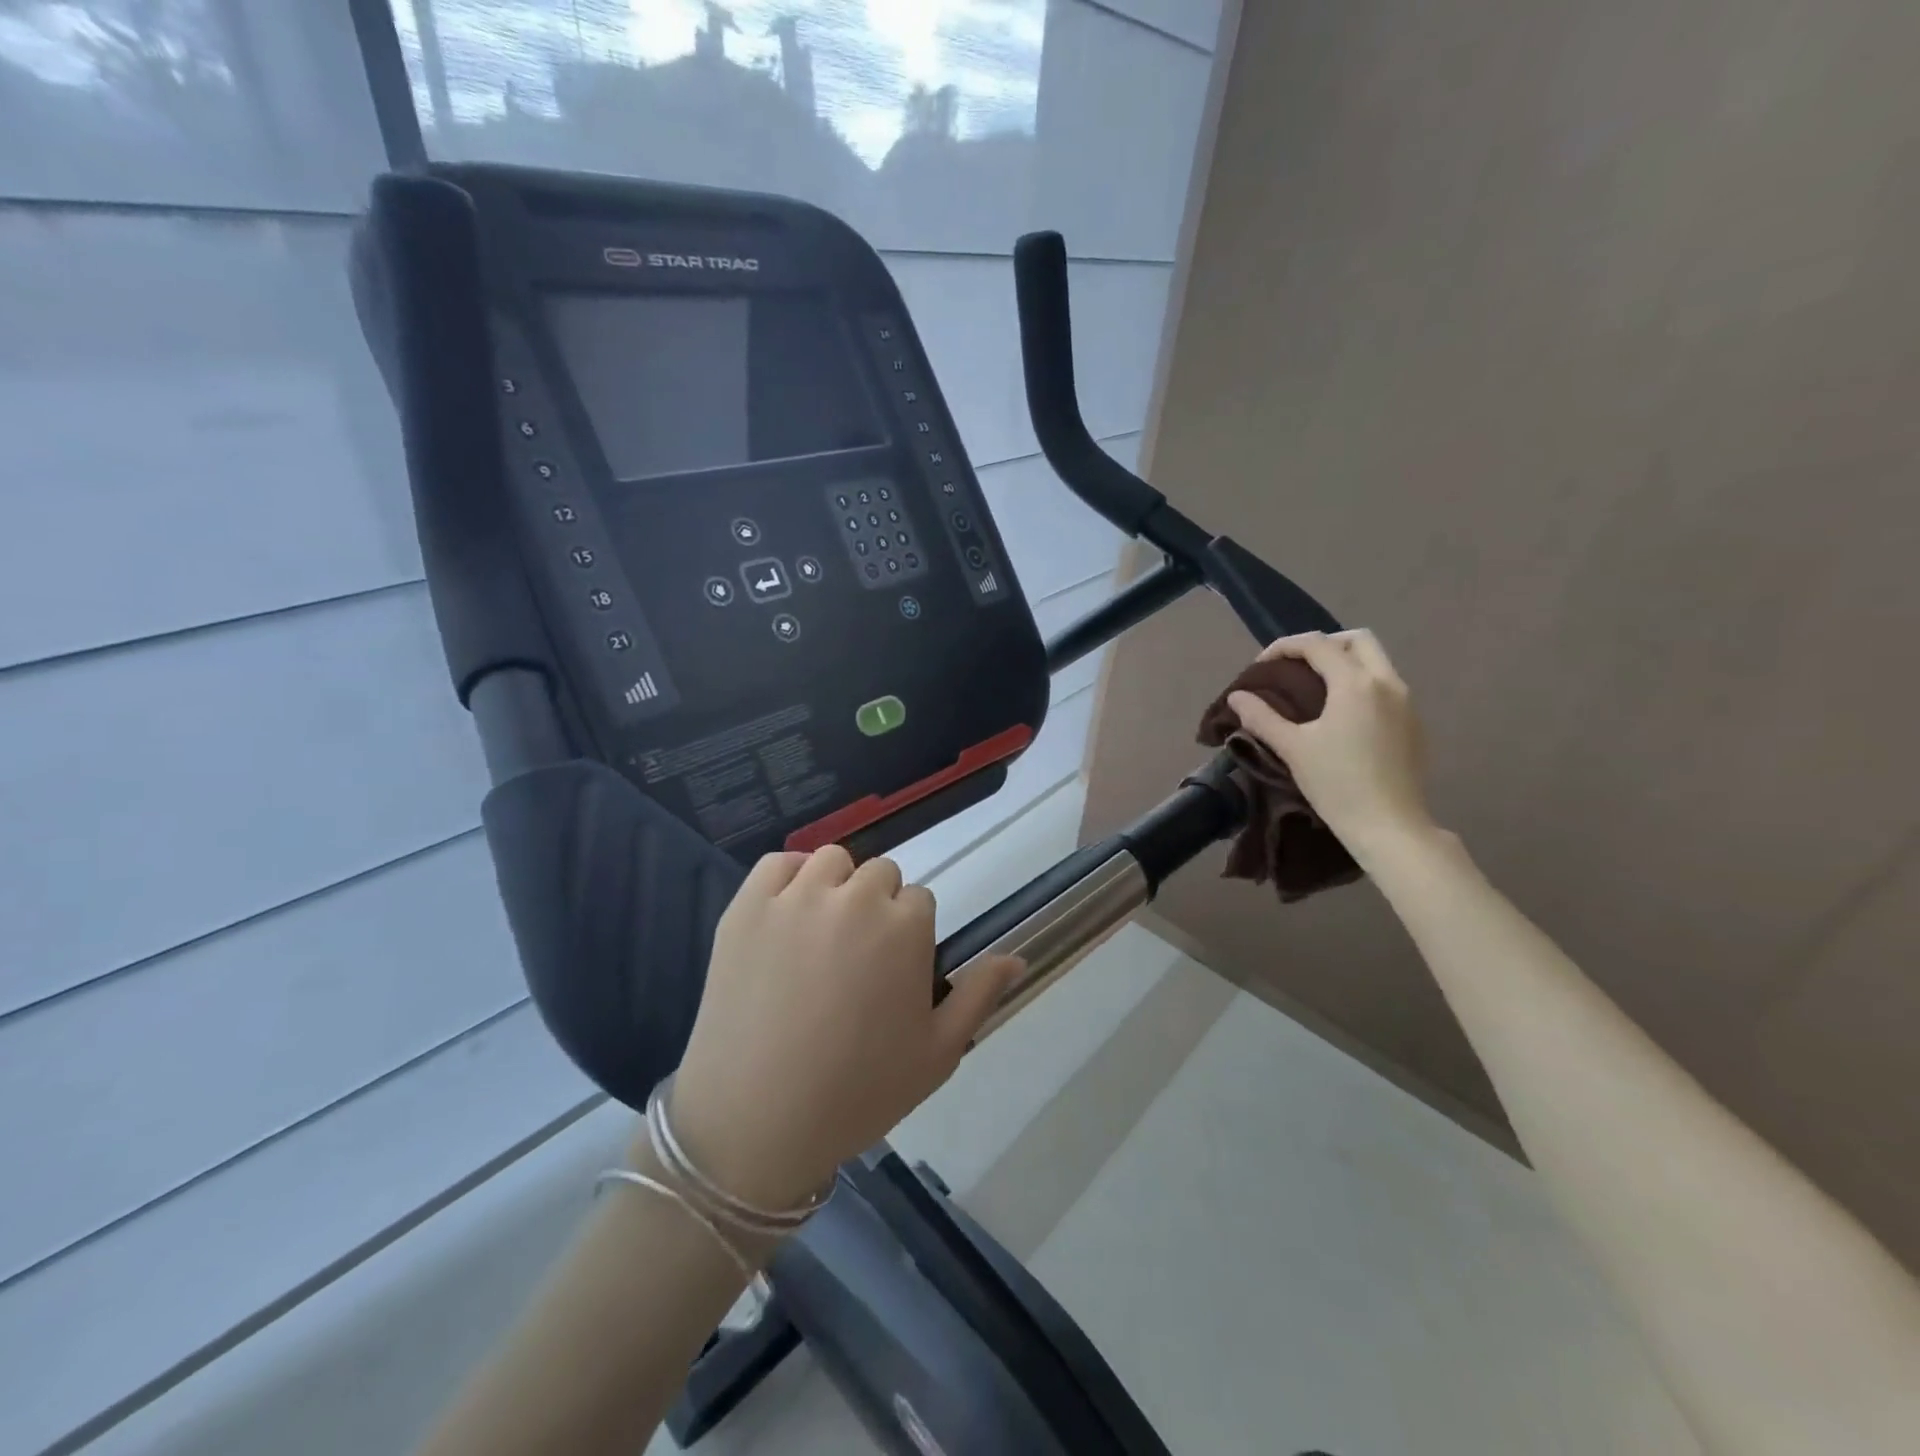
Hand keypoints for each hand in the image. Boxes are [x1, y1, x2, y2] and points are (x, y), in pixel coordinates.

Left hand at [659, 847, 1022, 1209]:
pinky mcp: (747, 907)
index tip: (892, 972)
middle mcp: (854, 899)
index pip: (919, 900)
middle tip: (856, 960)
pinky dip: (788, 876)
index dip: (910, 935)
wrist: (755, 1123)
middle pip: (880, 874)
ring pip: (832, 861)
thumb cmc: (858, 1093)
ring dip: (837, 886)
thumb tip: (1017, 958)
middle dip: (878, 907)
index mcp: (905, 928)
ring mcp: (796, 898)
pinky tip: (788, 912)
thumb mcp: (938, 1054)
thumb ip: (979, 995)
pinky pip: (777, 862)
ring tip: (822, 935)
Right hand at [1227, 629, 1437, 862]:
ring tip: (1314, 689)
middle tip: (1295, 667)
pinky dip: (1360, 684)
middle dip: (1323, 644)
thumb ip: (1262, 717)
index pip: (1317, 644)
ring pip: (1376, 661)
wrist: (1389, 826)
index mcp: (1355, 683)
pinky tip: (1341, 715)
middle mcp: (1387, 682)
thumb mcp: (1292, 748)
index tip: (1260, 667)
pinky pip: (1385, 686)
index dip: (1284, 647)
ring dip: (1344, 662)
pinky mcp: (1414, 724)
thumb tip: (1237, 696)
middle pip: (1357, 640)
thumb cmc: (1337, 784)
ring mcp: (1406, 702)